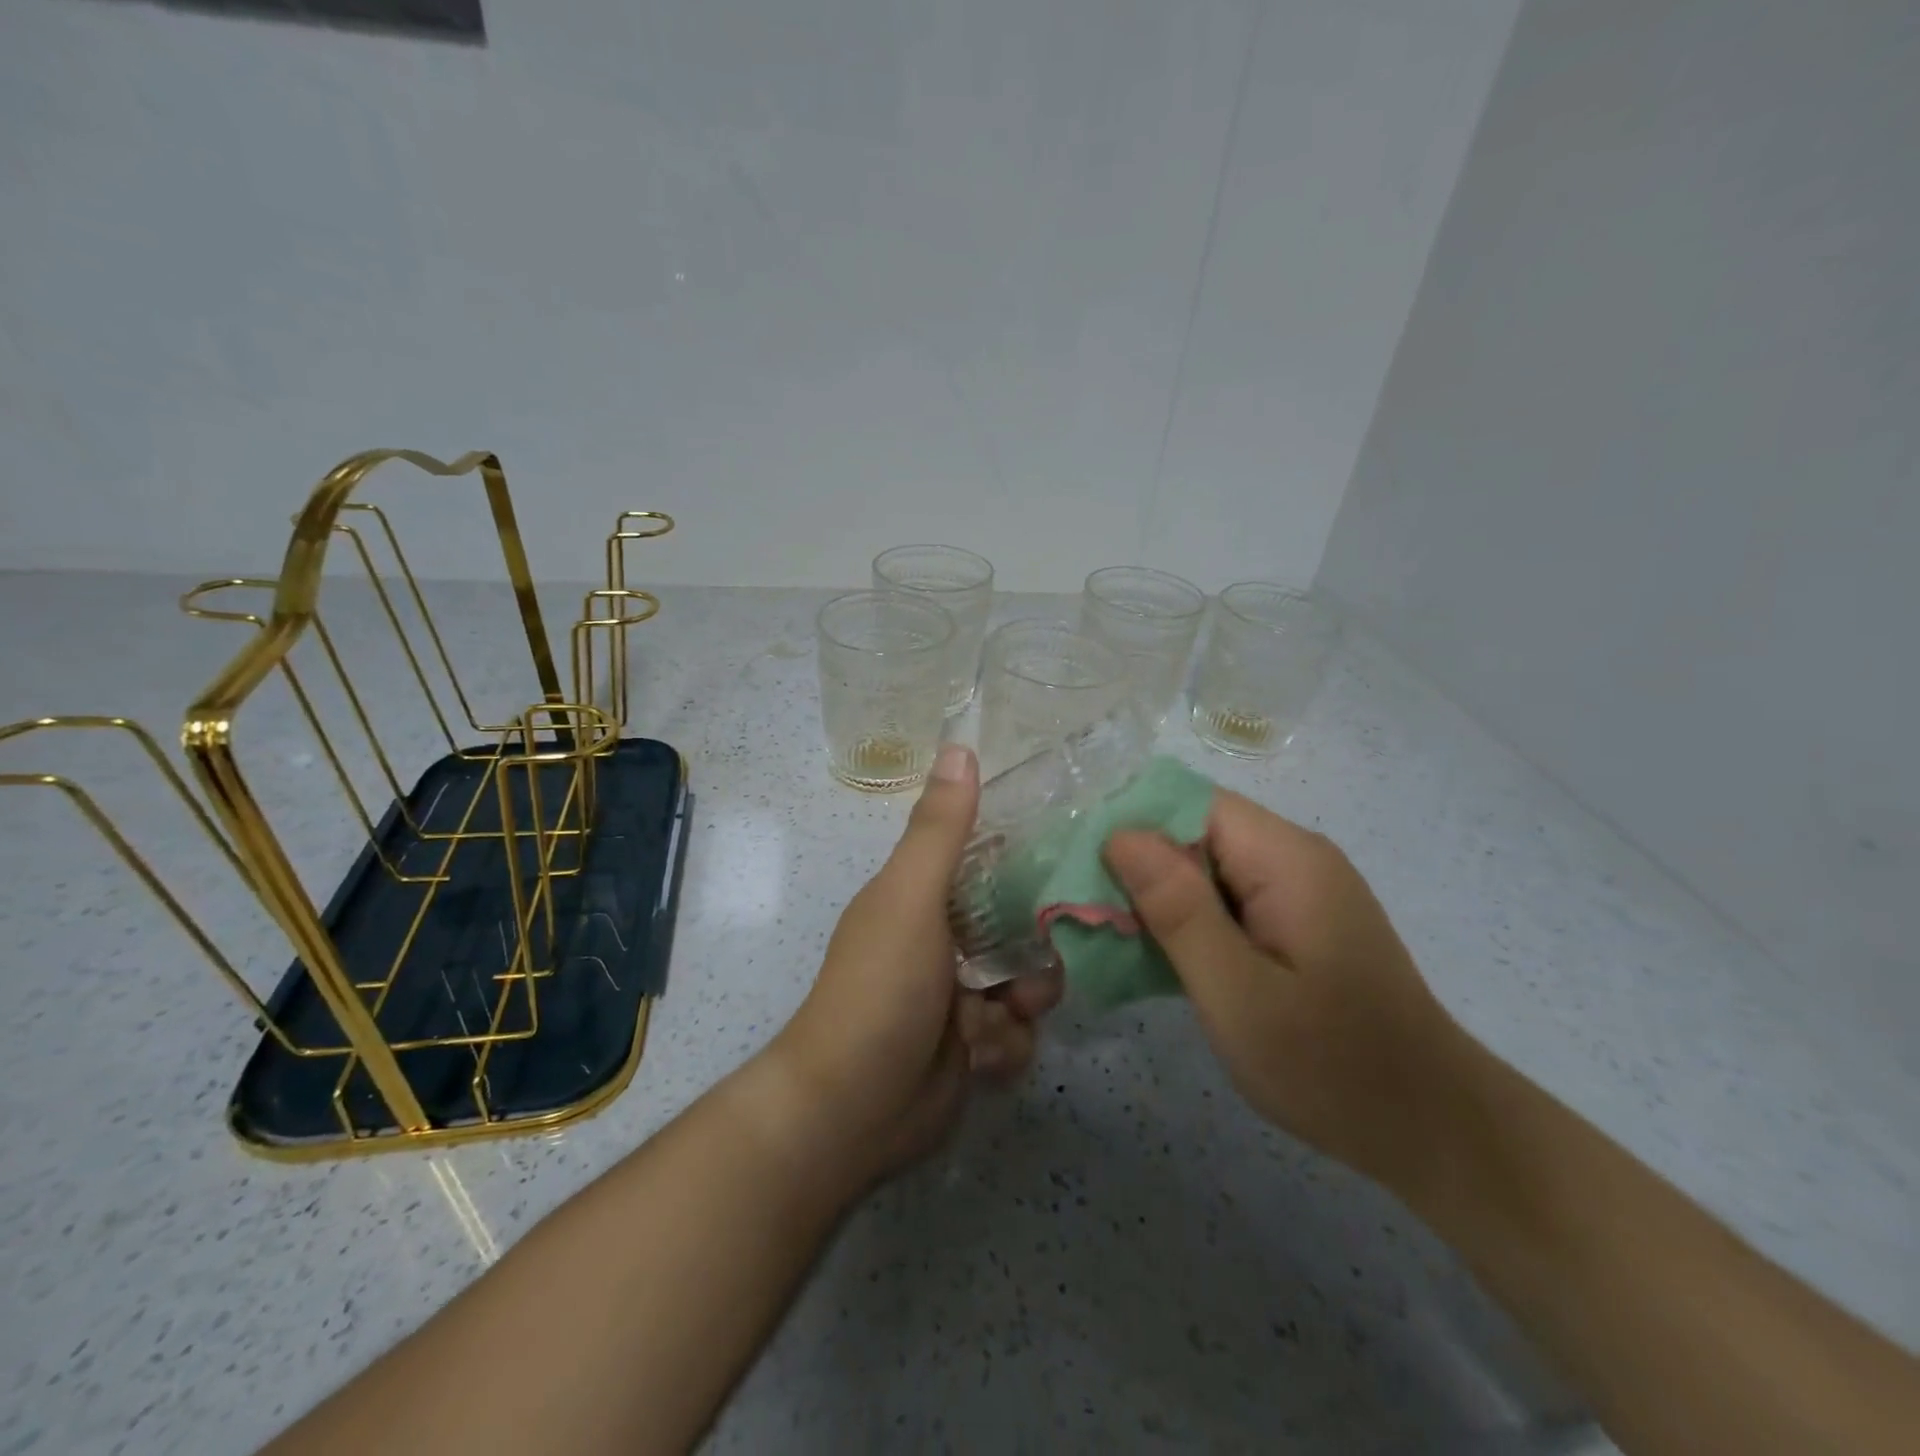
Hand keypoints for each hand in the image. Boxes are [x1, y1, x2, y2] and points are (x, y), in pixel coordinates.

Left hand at [774, 743, 1061, 1187]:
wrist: (850, 1111)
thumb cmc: (880, 989)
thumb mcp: (911, 899)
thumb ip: (941, 829)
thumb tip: (960, 746)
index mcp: (923, 897)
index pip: (989, 863)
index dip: (1028, 866)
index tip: (1068, 870)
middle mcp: (942, 941)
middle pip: (1019, 928)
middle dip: (1036, 953)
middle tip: (1036, 970)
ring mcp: (957, 997)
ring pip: (1027, 986)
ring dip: (1020, 1008)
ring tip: (994, 1023)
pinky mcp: (971, 1048)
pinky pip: (1017, 1036)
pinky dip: (1005, 1049)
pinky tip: (981, 1061)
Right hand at [1105, 791, 1465, 1188]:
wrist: (1434, 1130)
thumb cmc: (1332, 1066)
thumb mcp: (1238, 993)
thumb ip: (1178, 909)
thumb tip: (1120, 835)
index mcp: (1285, 858)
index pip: (1188, 803)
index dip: (1129, 826)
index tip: (1080, 872)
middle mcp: (1294, 857)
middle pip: (1194, 832)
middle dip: (1137, 867)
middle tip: (1088, 917)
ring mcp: (1298, 890)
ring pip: (1205, 867)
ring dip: (1158, 898)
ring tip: (1113, 938)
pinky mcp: (1296, 921)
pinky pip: (1226, 899)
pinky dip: (1187, 920)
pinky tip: (1161, 957)